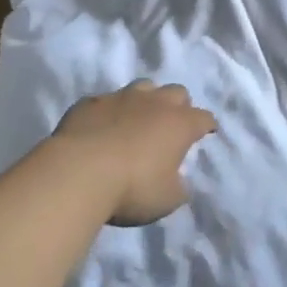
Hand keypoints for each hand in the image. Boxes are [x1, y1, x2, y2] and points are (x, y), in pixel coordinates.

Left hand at [51, 80, 218, 225]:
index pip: (204, 118)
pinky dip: (109, 112)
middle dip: (179, 106)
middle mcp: (155, 103)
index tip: (207, 132)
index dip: (207, 125)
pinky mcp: (91, 102)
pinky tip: (101, 126)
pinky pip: (106, 101)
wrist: (79, 172)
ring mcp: (121, 97)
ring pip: (143, 86)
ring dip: (146, 100)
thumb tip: (179, 180)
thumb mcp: (167, 200)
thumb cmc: (132, 188)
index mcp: (180, 124)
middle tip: (171, 125)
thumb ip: (179, 187)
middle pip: (177, 92)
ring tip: (138, 119)